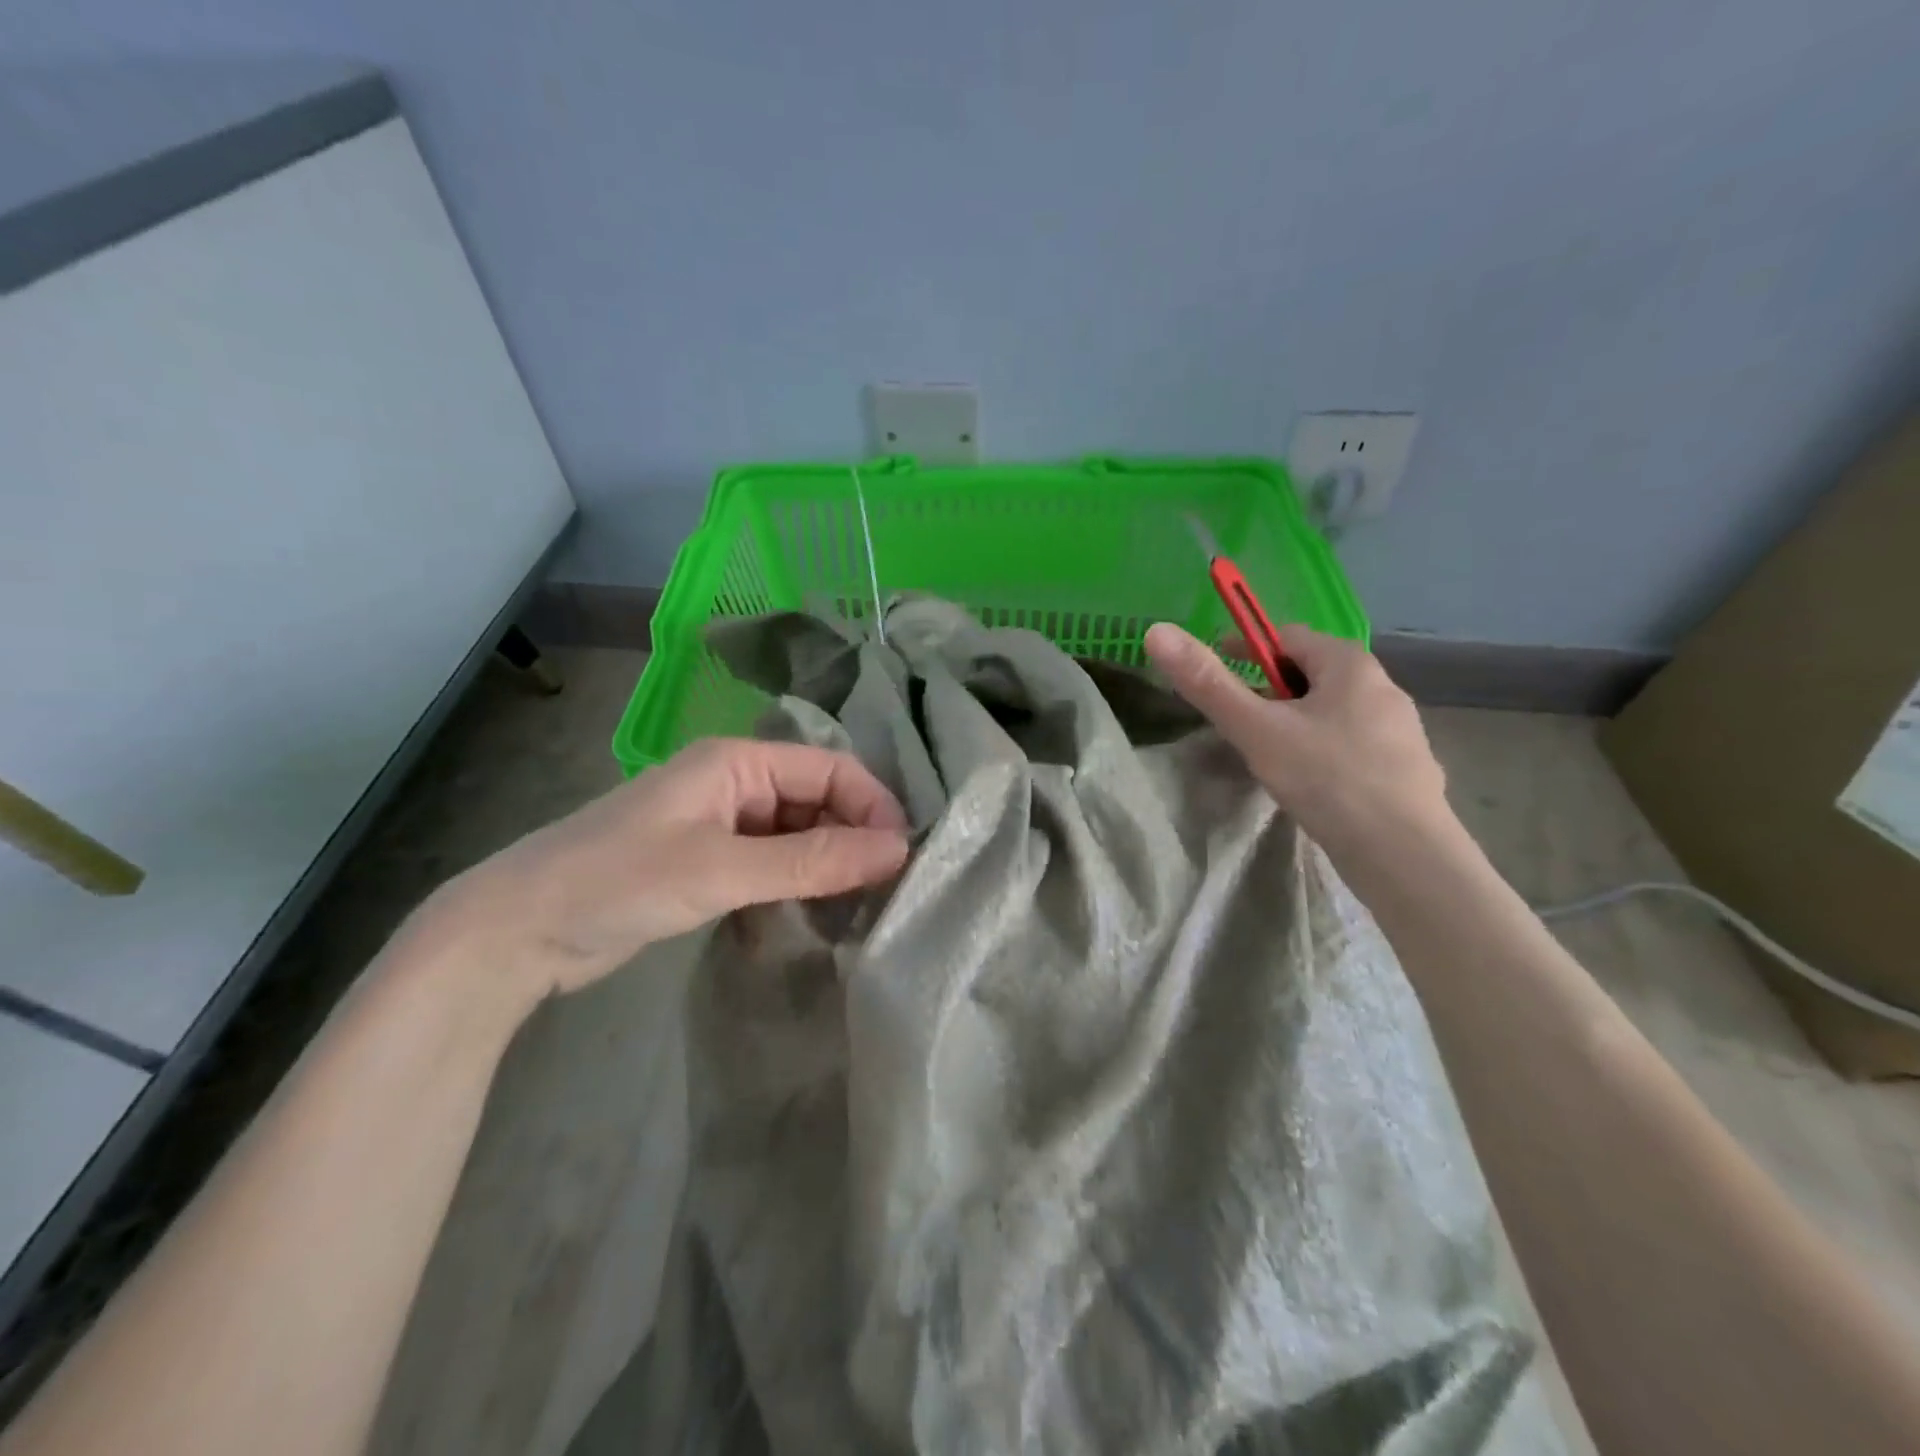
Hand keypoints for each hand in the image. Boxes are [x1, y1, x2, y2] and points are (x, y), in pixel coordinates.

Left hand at [416, 738, 909, 999]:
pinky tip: (805, 918)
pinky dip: (793, 886)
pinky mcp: (706, 861)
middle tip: (883, 892)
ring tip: (853, 910)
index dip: (872, 807)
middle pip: (817, 800)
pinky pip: (770, 863)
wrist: (516, 931)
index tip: (902, 859)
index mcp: (738, 761)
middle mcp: (734, 783)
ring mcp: (719, 823)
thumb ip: (812, 860)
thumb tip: (897, 849)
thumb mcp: (722, 870)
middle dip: (852, 839)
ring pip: (797, 834)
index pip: (831, 769)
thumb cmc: (618, 881)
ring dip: (824, 866)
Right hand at [1144, 622, 1449, 858]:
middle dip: (1269, 689)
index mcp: (1350, 665)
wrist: (1405, 856)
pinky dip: (1321, 748)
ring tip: (1267, 753)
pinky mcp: (1405, 768)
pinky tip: (1308, 782)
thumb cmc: (1327, 780)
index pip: (1288, 636)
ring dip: (1295, 720)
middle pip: (1311, 673)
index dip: (1246, 648)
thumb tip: (1157, 632)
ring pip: (1331, 710)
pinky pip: (1350, 743)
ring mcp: (1400, 729)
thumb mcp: (1256, 730)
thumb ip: (1207, 684)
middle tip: (1237, 720)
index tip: (1214, 672)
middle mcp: (1383, 686)